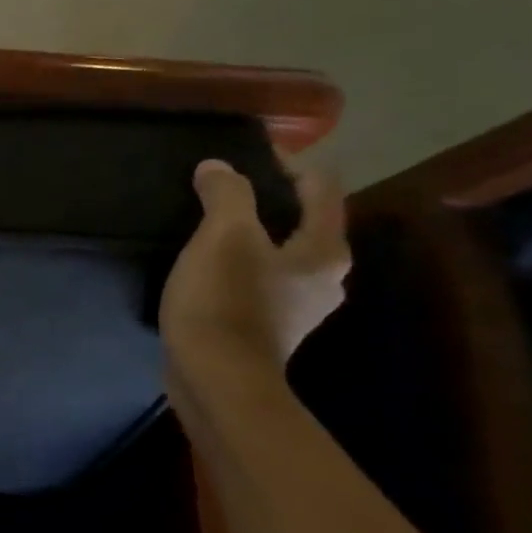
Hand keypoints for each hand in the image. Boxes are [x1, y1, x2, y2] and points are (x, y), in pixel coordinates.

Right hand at [160, 159, 349, 378]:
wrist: (215, 377)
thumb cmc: (226, 301)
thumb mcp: (223, 237)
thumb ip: (226, 195)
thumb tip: (218, 167)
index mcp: (324, 249)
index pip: (320, 188)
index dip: (287, 163)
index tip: (245, 154)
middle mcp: (323, 277)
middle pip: (302, 221)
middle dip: (267, 200)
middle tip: (222, 188)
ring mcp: (297, 306)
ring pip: (279, 252)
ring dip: (251, 234)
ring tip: (208, 225)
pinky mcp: (267, 326)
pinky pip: (259, 279)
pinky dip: (239, 263)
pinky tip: (207, 266)